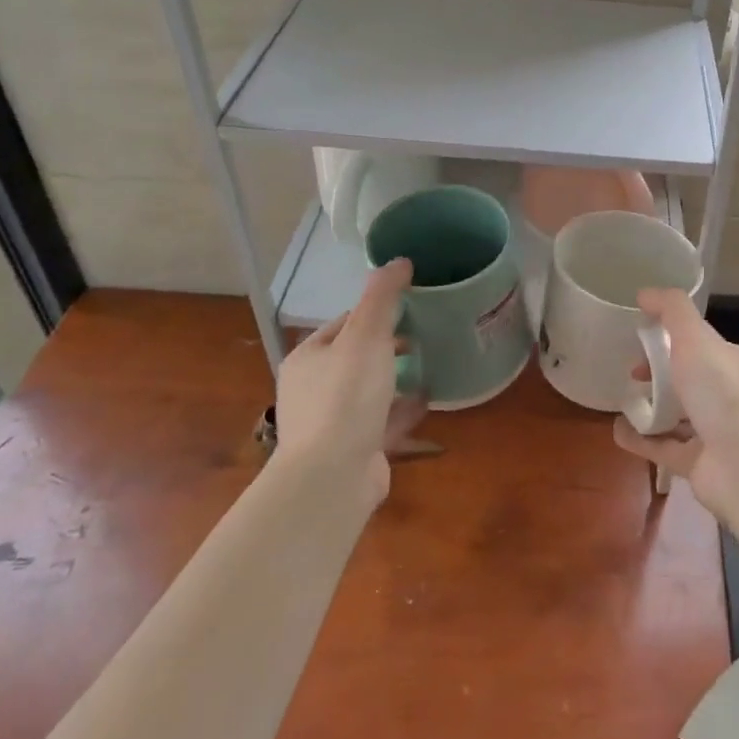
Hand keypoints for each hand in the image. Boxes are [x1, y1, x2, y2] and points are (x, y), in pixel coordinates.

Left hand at [271, 258, 427, 505]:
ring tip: (430, 363)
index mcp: (308, 358)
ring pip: (369, 391)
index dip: (376, 312)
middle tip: (425, 334)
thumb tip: (399, 260)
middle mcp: (313, 389)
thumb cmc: (346, 397)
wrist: (333, 478)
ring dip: (396, 378)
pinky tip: (428, 400)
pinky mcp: (353, 451)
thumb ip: (382, 297)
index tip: (410, 306)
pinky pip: (382, 421)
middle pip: (356, 357)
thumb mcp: (366, 336)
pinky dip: (402, 409)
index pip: (344, 323)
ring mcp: (332, 424)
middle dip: (388, 345)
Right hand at [611, 288, 738, 519]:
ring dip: (650, 408)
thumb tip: (645, 293)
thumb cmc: (725, 393)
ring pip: (677, 416)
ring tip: (620, 400)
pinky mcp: (699, 466)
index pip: (702, 345)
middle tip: (632, 372)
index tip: (642, 339)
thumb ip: (671, 310)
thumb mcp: (696, 338)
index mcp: (735, 364)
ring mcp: (716, 434)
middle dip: (660, 374)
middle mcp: (729, 398)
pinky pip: (664, 449)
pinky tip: (617, 430)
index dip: (672, 338)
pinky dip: (641, 439)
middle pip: (689, 380)